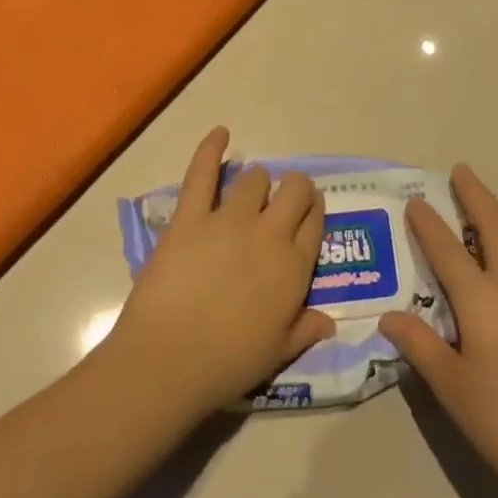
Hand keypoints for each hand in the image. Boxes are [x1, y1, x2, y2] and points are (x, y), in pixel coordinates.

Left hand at [103, 128, 334, 417]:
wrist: (168, 361)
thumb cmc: (227, 364)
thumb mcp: (278, 353)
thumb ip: (306, 330)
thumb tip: (329, 322)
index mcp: (294, 267)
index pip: (315, 222)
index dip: (313, 212)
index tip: (308, 212)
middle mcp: (269, 234)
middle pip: (294, 191)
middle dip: (294, 189)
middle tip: (283, 199)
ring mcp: (229, 220)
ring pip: (254, 179)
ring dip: (257, 181)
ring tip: (250, 190)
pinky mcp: (190, 217)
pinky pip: (202, 173)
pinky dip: (211, 149)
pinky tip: (220, 133)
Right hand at [380, 167, 497, 497]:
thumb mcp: (450, 387)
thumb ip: (419, 345)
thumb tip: (388, 316)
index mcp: (481, 302)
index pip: (448, 249)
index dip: (429, 223)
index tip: (416, 202)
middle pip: (495, 224)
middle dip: (475, 194)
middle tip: (461, 172)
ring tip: (493, 204)